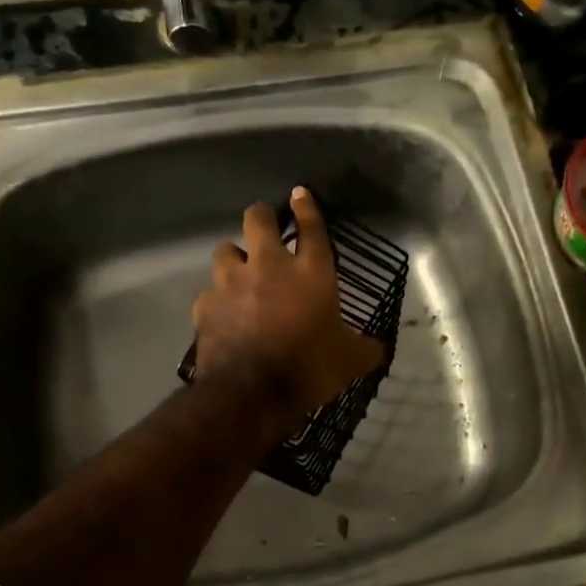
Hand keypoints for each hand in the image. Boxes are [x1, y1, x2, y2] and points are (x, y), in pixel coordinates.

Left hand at [192, 187, 385, 433]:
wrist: (251, 392)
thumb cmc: (309, 368)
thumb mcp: (349, 361)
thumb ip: (365, 349)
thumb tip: (378, 348)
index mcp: (311, 273)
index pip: (311, 228)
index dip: (306, 208)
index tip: (299, 193)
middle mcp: (269, 266)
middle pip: (257, 219)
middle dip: (261, 217)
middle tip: (265, 227)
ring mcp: (232, 283)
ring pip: (225, 250)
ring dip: (234, 257)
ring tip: (240, 272)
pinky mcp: (206, 305)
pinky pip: (209, 292)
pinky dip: (217, 299)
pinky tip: (223, 312)